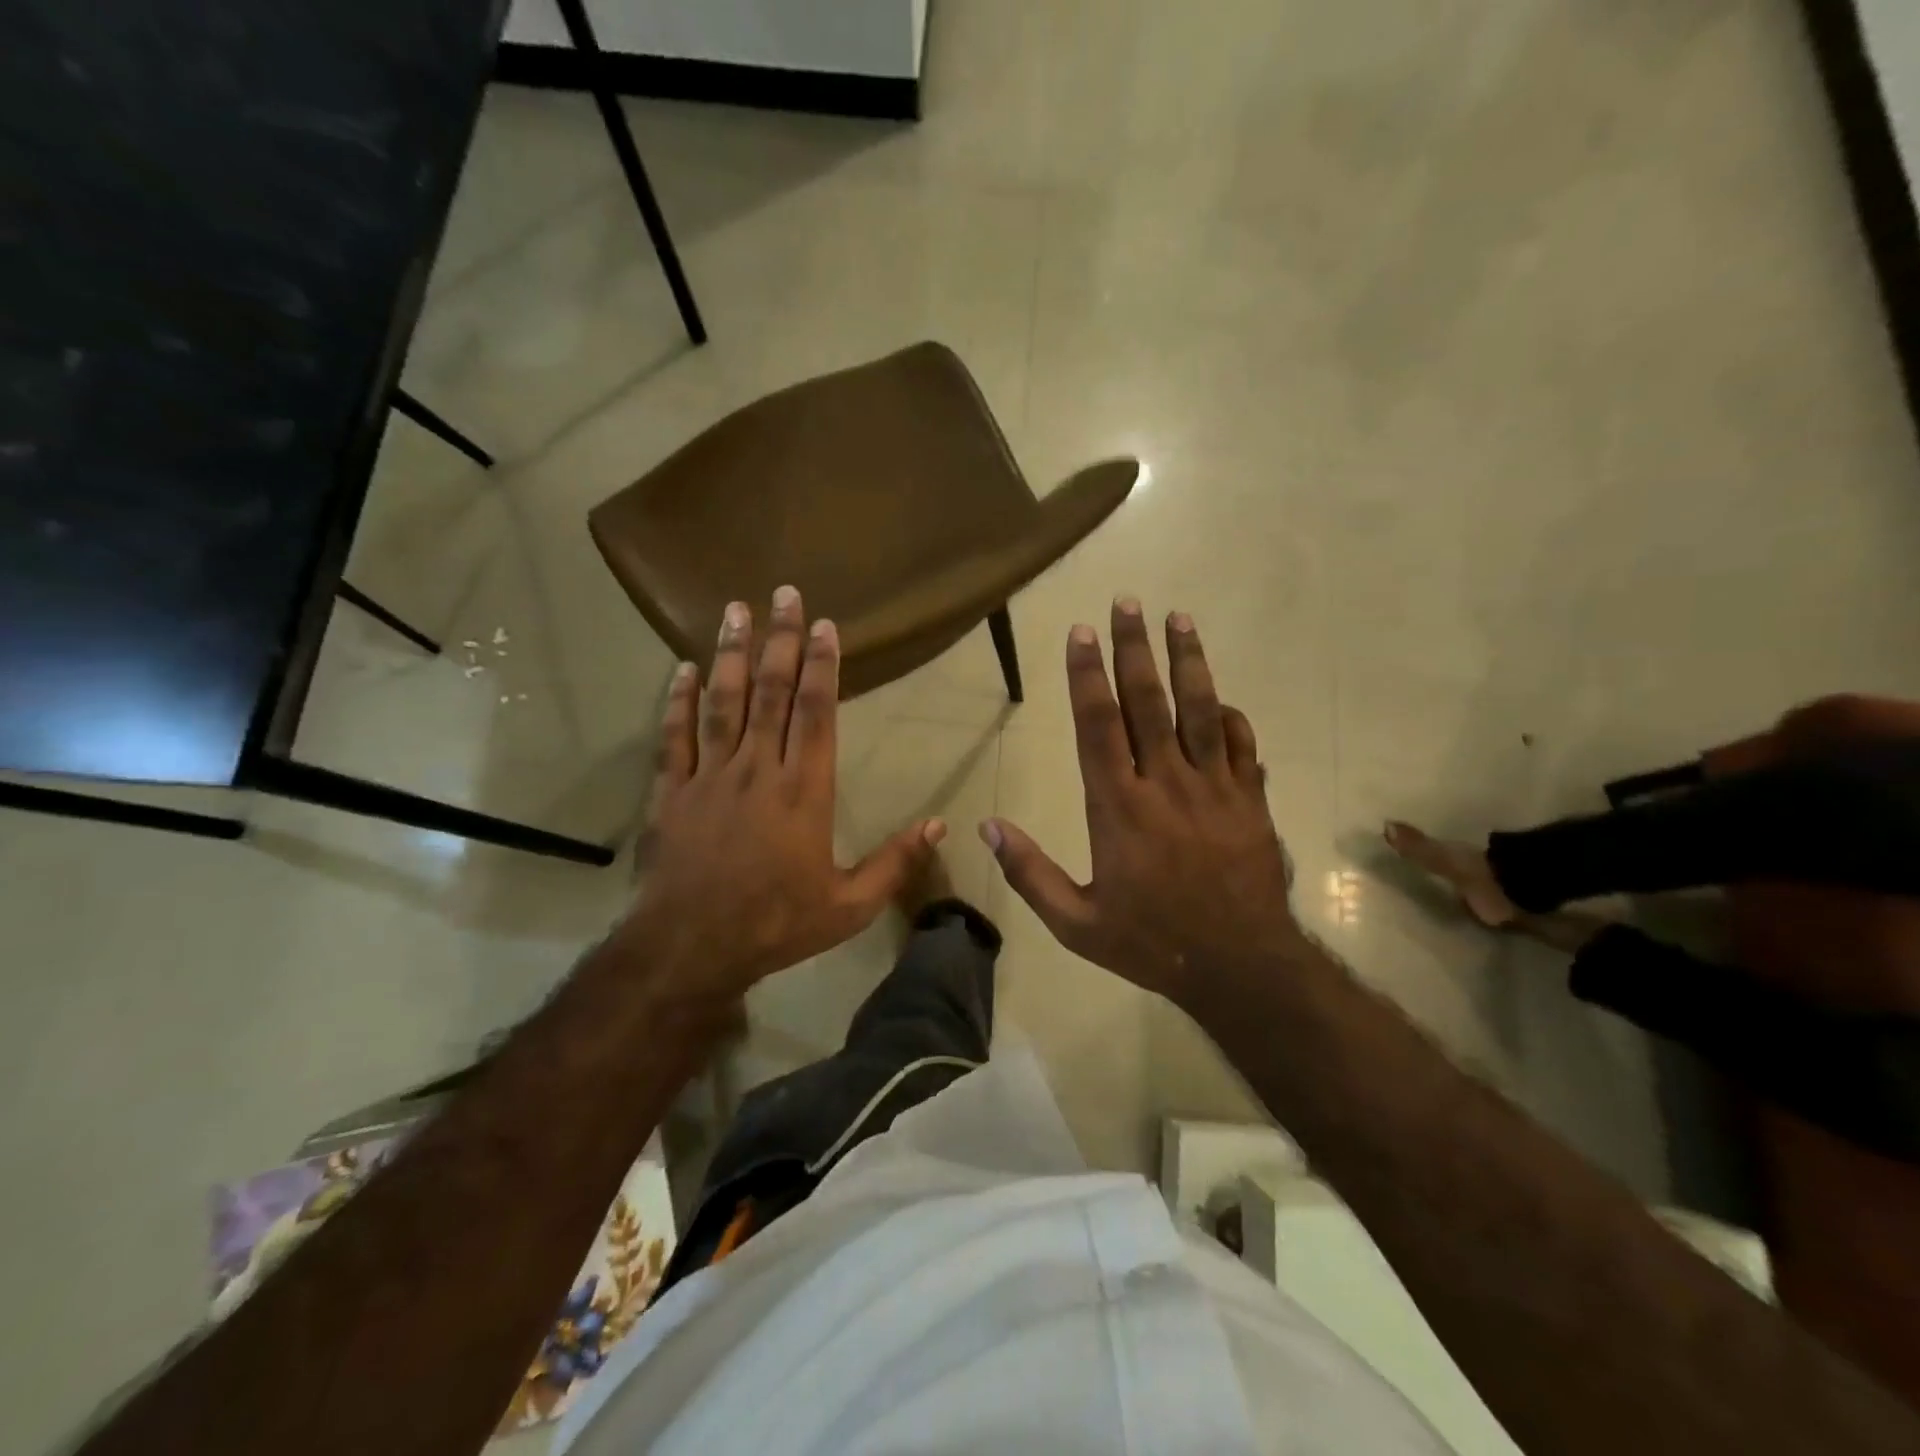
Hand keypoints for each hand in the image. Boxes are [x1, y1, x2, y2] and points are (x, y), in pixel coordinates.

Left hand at [618, 587, 944, 1002]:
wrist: (692, 948)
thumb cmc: (777, 923)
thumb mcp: (850, 905)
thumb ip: (896, 862)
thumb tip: (941, 825)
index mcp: (804, 790)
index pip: (816, 713)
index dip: (823, 666)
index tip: (825, 626)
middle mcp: (758, 769)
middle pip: (771, 692)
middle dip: (780, 641)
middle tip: (783, 594)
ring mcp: (710, 776)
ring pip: (722, 702)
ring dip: (729, 654)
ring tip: (733, 611)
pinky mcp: (672, 792)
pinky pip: (674, 736)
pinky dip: (677, 700)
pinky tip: (682, 668)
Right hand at [981, 598, 1300, 1007]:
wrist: (1241, 966)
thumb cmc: (1151, 942)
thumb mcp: (1076, 924)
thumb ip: (1030, 873)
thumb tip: (988, 828)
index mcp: (1119, 808)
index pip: (1098, 725)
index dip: (1087, 675)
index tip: (1081, 632)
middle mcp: (1166, 784)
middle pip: (1148, 702)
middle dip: (1134, 648)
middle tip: (1128, 602)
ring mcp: (1215, 788)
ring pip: (1200, 710)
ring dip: (1188, 661)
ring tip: (1180, 619)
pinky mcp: (1251, 801)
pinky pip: (1243, 746)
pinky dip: (1232, 718)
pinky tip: (1223, 699)